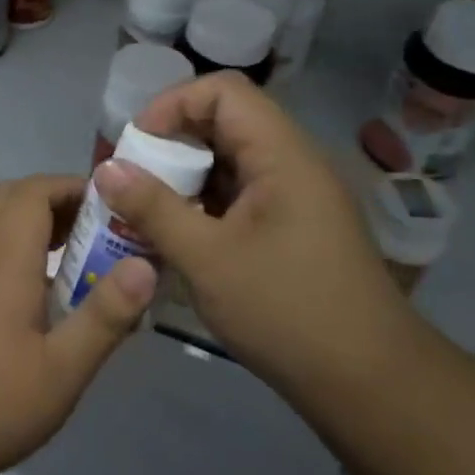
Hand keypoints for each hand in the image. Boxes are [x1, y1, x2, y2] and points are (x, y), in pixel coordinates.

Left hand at [0, 175, 156, 474]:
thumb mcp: (64, 368)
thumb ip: (106, 313)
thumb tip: (146, 265)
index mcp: (2, 255)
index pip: (36, 191)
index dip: (73, 187)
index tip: (109, 205)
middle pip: (10, 195)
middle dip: (52, 198)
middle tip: (92, 227)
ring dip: (24, 214)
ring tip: (62, 248)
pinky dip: (0, 234)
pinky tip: (19, 280)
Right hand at [96, 72, 416, 398]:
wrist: (368, 383)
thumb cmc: (287, 311)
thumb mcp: (207, 259)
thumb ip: (153, 208)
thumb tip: (106, 168)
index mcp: (282, 154)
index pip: (223, 91)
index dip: (172, 106)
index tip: (136, 148)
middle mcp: (292, 163)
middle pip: (223, 124)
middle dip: (170, 147)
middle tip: (131, 185)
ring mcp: (295, 197)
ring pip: (229, 163)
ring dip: (184, 181)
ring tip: (145, 214)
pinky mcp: (292, 228)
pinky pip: (239, 196)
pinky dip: (204, 207)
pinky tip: (178, 240)